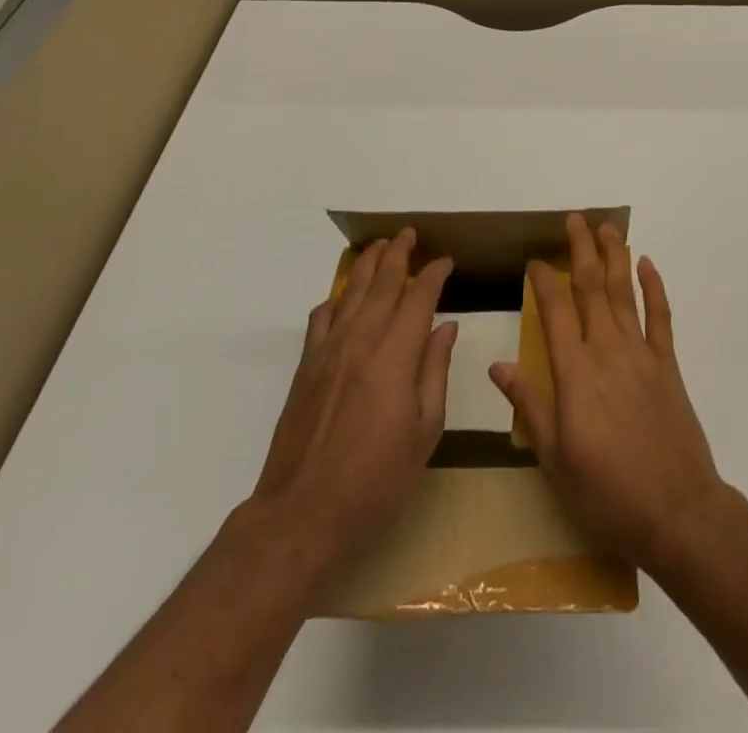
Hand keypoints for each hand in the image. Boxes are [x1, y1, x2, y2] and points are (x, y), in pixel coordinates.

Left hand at [253, 229, 456, 563]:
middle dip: (398, 254)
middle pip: (382, 284)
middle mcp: (360, 342)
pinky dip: (336, 297)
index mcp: (394, 357)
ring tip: (380, 246)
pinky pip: (322, 317)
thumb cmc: (375, 480)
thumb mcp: (424, 432)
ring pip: (351, 292)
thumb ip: (434, 372)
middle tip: (409, 233)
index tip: (445, 261)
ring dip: (367, 265)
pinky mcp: (306, 367)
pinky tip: (344, 295)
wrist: (302, 514)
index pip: (418, 299)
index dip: (433, 275)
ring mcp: (328, 352)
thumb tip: (445, 328)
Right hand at [488, 213, 727, 571]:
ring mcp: (641, 355)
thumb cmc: (607, 492)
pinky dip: (654, 287)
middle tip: (574, 219)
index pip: (555, 311)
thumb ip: (529, 406)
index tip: (535, 259)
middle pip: (591, 288)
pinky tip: (647, 264)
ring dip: (614, 257)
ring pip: (624, 293)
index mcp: (575, 374)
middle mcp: (607, 351)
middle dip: (581, 250)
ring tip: (606, 228)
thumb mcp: (555, 459)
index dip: (543, 280)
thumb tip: (498, 364)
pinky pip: (660, 317)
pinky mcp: (668, 366)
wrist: (677, 512)